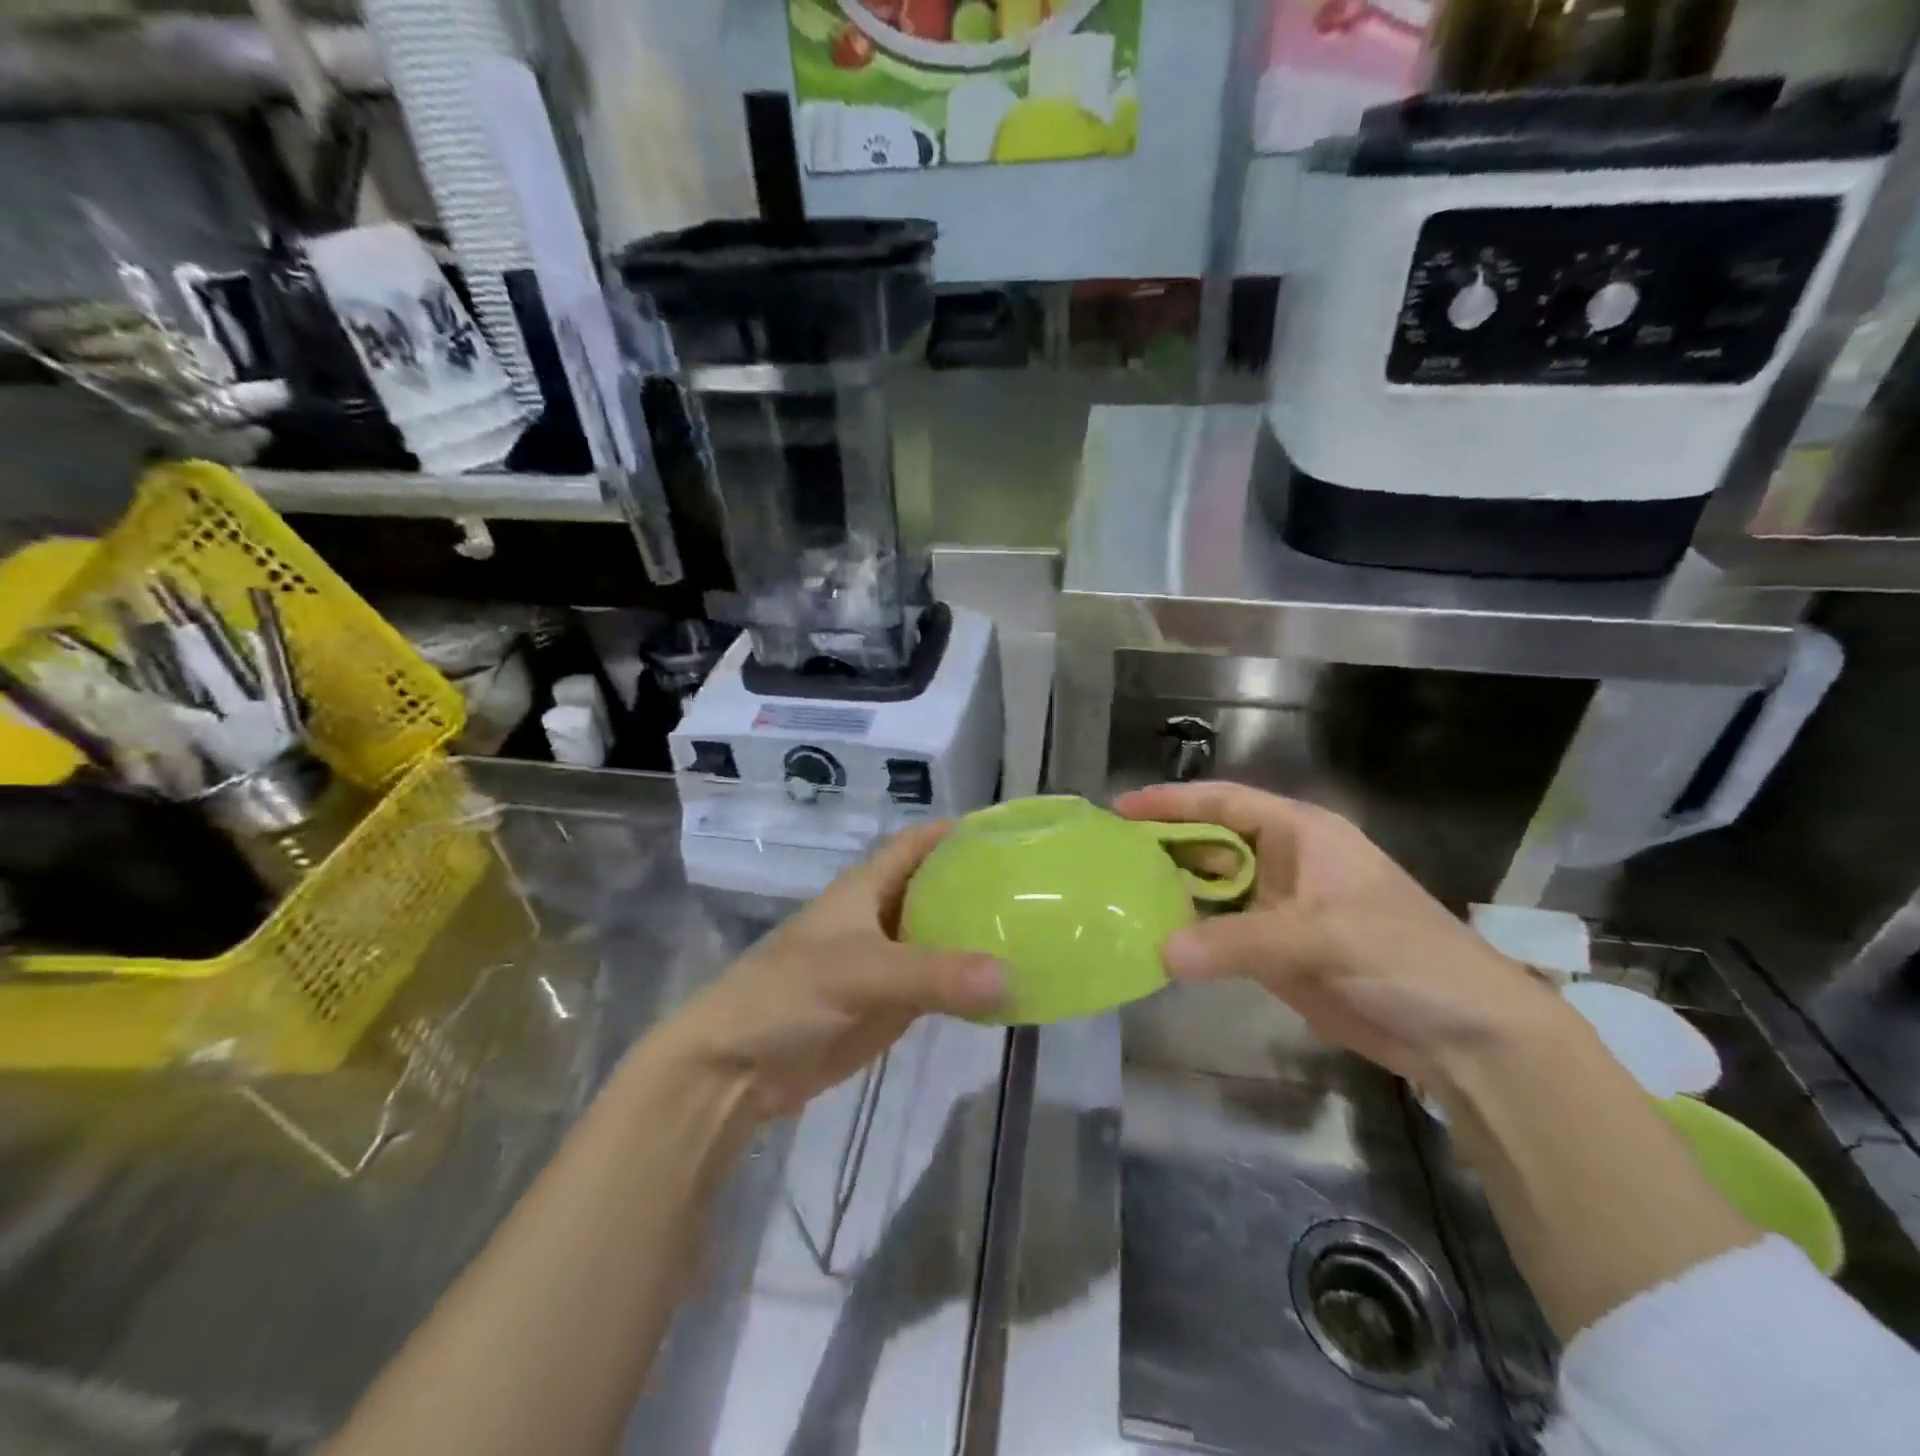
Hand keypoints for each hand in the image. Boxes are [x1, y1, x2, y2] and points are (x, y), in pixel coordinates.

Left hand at [663, 822, 1007, 1120]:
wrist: (738, 1066)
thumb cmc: (789, 994)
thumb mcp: (861, 973)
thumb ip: (935, 975)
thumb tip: (1011, 977)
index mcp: (867, 887)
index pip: (919, 843)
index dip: (957, 831)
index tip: (1010, 832)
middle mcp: (880, 916)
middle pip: (938, 889)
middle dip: (981, 885)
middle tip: (1041, 889)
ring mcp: (886, 962)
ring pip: (942, 938)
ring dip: (979, 936)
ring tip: (1038, 932)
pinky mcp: (889, 1004)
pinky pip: (939, 985)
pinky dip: (969, 983)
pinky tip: (1008, 985)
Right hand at [1114, 782, 1559, 1084]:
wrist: (1465, 1036)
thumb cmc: (1405, 957)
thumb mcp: (1323, 937)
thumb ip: (1239, 941)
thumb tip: (1161, 952)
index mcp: (1301, 834)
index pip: (1225, 803)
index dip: (1173, 802)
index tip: (1121, 808)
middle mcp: (1283, 864)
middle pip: (1210, 845)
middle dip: (1162, 848)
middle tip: (1105, 858)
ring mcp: (1277, 910)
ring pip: (1210, 891)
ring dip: (1171, 894)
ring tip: (1116, 897)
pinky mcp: (1274, 953)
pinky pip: (1219, 935)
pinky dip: (1188, 937)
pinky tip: (1153, 940)